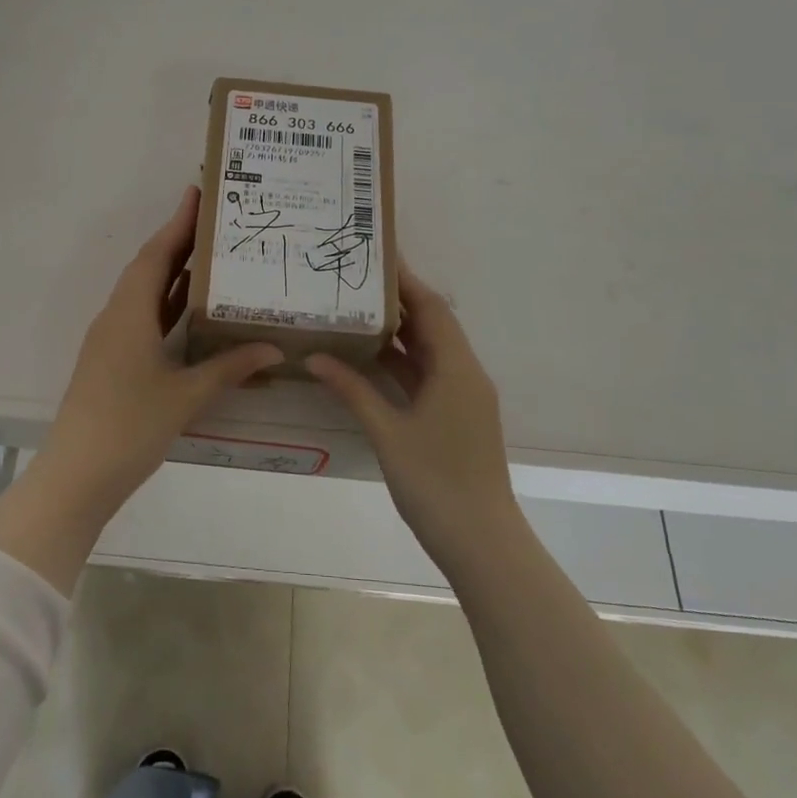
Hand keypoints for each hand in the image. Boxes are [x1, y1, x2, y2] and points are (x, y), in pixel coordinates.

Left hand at [46, 185, 283, 502]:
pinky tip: (189, 308)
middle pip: (149, 267)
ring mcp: (110, 339)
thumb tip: (272, 348)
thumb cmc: (130, 426)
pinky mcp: (111, 360)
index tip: (198, 193)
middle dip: (178, 241)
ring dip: (172, 272)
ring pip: (144, 292)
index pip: (157, 255)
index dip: (178, 223)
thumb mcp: (186, 396)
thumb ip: (229, 368)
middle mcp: (116, 316)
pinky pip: (141, 316)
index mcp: (129, 313)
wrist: (77, 474)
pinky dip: (166, 303)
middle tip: (214, 221)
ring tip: (209, 255)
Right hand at [306, 263, 518, 567]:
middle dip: (399, 302)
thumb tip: (315, 357)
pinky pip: (429, 375)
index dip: (406, 281)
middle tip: (358, 281)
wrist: (481, 541)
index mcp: (457, 369)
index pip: (431, 309)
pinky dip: (403, 362)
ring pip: (431, 352)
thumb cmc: (435, 482)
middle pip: (433, 325)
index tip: (377, 256)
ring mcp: (464, 397)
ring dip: (400, 333)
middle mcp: (466, 374)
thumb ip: (352, 390)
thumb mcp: (387, 432)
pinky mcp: (458, 417)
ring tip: (357, 310)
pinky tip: (371, 359)